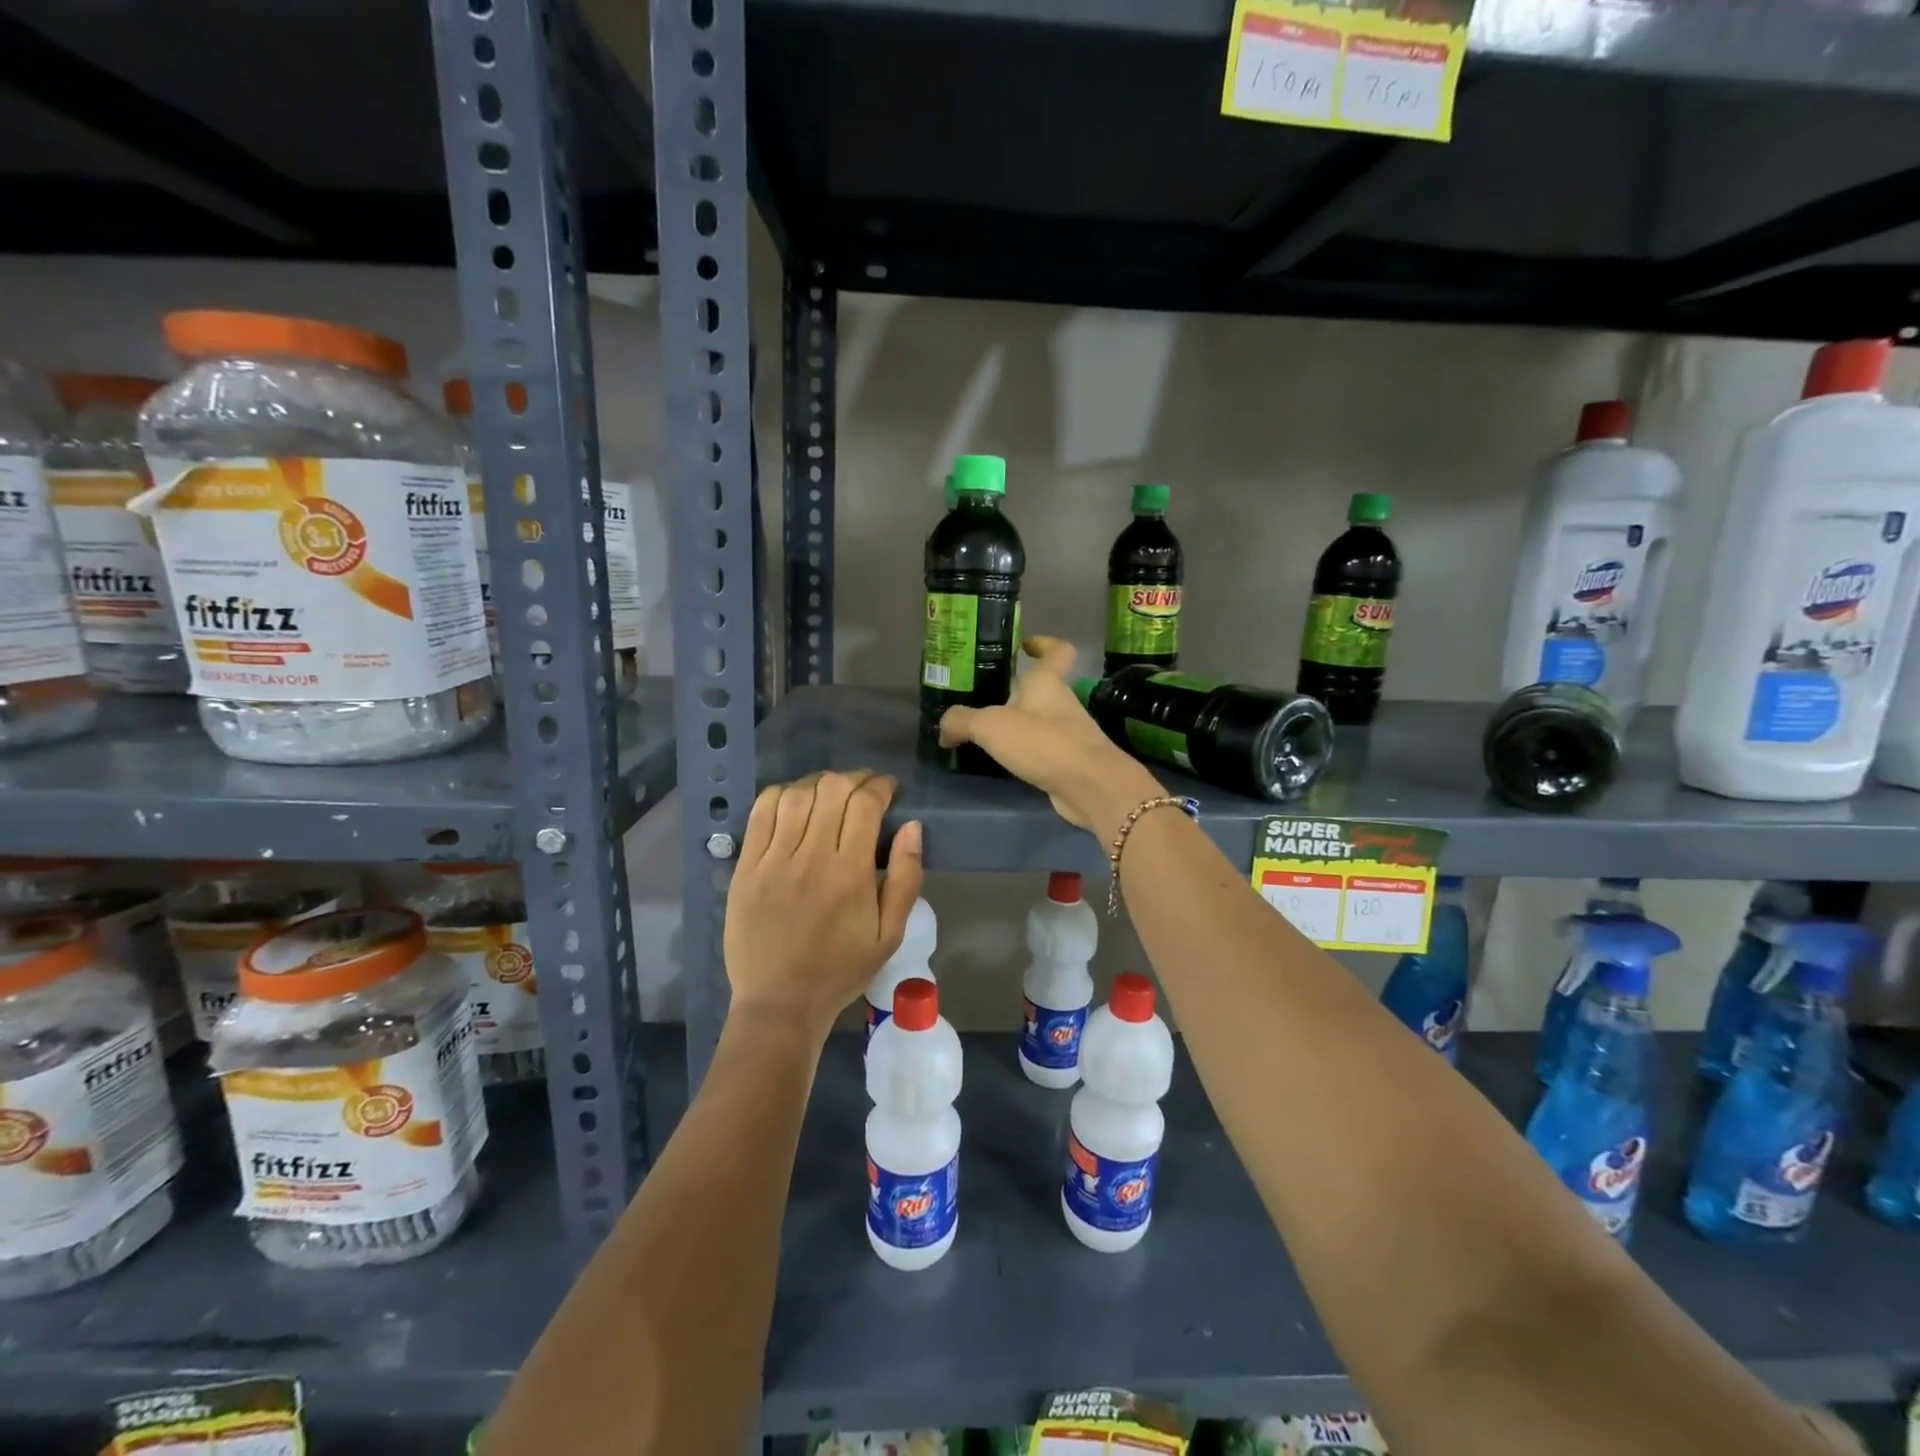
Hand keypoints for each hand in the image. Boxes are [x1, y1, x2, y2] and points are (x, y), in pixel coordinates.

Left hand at [724, 770, 924, 1041]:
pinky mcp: (746, 867)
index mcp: (850, 874)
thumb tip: (913, 827)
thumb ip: (906, 879)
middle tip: (864, 788)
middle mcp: (811, 858)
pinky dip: (781, 795)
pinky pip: (760, 813)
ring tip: (831, 792)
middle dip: (854, 778)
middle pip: (832, 789)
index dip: (880, 786)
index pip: (865, 804)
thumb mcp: (890, 934)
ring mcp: (773, 860)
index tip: (889, 790)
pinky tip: (794, 801)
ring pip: (796, 795)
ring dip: (819, 783)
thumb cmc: (841, 970)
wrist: (780, 1002)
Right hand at [938, 635, 1162, 839]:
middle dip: (1017, 691)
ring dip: (1019, 724)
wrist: (1090, 786)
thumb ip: (962, 722)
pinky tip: (1005, 762)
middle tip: (984, 699)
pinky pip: (1043, 749)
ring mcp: (1069, 733)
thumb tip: (944, 729)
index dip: (1043, 643)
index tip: (1025, 644)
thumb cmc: (1043, 742)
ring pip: (1041, 720)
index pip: (1056, 650)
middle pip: (1042, 688)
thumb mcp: (990, 726)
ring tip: (986, 735)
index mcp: (1046, 682)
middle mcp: (1061, 702)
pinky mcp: (1070, 762)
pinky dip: (1026, 752)